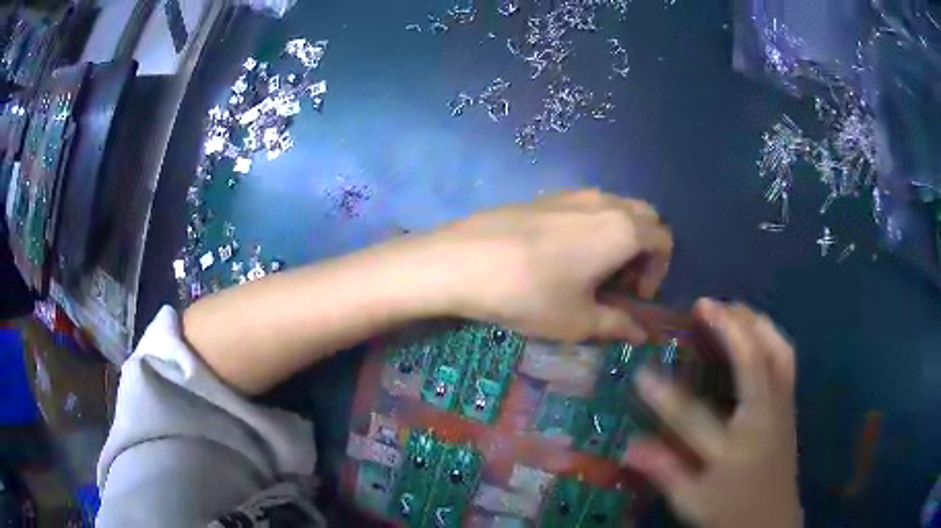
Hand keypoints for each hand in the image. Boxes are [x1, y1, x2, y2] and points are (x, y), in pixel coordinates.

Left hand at [433, 190, 672, 342]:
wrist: (462, 261)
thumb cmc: (530, 294)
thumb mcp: (578, 321)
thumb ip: (618, 325)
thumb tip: (642, 335)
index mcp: (623, 229)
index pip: (664, 239)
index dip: (659, 271)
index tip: (635, 298)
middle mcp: (603, 202)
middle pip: (644, 217)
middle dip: (643, 250)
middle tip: (619, 284)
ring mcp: (571, 194)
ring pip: (614, 208)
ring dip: (618, 237)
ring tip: (591, 271)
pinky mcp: (544, 196)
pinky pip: (585, 206)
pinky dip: (592, 227)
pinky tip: (561, 256)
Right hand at [622, 299, 800, 527]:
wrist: (772, 520)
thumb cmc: (730, 511)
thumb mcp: (691, 500)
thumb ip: (664, 470)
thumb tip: (628, 445)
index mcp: (734, 449)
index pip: (694, 418)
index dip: (664, 396)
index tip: (641, 374)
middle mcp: (763, 419)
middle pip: (754, 362)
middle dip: (730, 328)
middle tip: (704, 305)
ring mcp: (782, 407)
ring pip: (777, 352)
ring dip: (756, 323)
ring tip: (733, 308)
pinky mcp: (790, 405)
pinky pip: (786, 358)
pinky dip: (772, 336)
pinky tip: (758, 331)